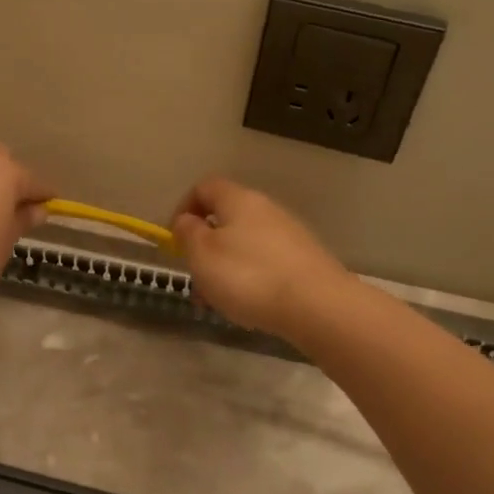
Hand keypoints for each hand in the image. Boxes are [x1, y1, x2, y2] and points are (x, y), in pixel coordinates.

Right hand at [170, 178, 353, 339]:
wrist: (317, 306)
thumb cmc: (248, 276)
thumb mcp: (202, 255)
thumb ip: (188, 233)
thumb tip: (186, 220)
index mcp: (238, 199)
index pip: (204, 187)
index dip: (184, 209)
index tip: (175, 240)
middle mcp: (266, 208)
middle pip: (226, 218)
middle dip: (205, 247)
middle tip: (196, 278)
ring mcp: (290, 233)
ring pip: (245, 244)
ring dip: (226, 267)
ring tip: (220, 301)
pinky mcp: (305, 259)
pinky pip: (266, 262)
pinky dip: (251, 278)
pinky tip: (250, 305)